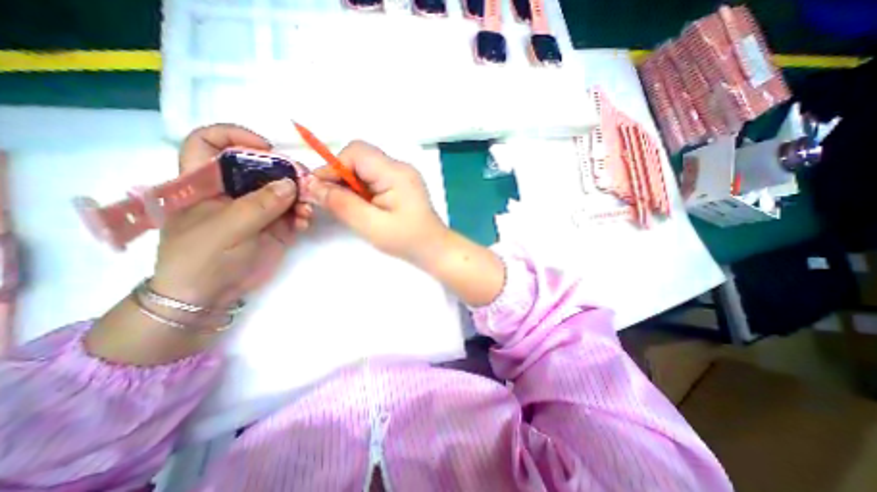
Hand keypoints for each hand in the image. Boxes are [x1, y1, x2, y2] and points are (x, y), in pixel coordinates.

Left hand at [85, 125, 314, 365]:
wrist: (211, 294)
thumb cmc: (202, 258)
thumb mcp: (226, 229)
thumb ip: (259, 205)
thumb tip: (291, 183)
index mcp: (206, 183)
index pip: (210, 143)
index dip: (235, 137)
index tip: (265, 147)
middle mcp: (235, 190)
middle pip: (261, 167)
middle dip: (284, 171)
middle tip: (303, 181)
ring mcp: (258, 208)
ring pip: (284, 190)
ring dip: (300, 196)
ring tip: (306, 210)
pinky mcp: (276, 225)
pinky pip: (295, 212)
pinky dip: (303, 214)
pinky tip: (305, 223)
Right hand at [305, 141, 447, 265]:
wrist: (434, 249)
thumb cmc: (407, 240)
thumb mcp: (371, 225)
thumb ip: (341, 203)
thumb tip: (312, 185)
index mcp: (395, 173)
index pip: (356, 152)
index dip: (333, 167)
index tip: (320, 189)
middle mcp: (400, 167)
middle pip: (360, 158)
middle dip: (341, 176)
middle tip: (333, 201)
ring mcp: (402, 175)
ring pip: (365, 169)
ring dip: (351, 184)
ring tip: (350, 207)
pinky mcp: (401, 185)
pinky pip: (374, 178)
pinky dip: (362, 190)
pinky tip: (363, 207)